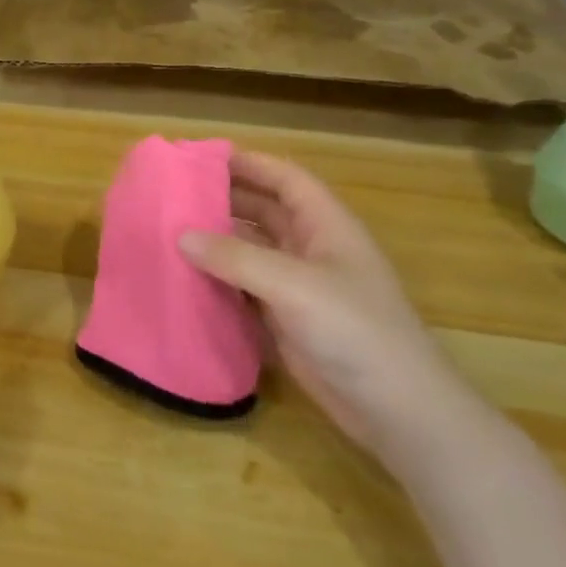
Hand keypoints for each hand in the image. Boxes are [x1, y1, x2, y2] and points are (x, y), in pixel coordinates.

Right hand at [178, 150, 494, 472]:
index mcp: (327, 227)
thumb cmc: (354, 331)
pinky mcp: (288, 320)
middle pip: (266, 211)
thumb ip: (236, 258)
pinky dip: (220, 279)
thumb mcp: (294, 285)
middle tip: (175, 194)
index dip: (249, 163)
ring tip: (170, 231)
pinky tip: (188, 278)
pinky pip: (247, 288)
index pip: (286, 180)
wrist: (395, 409)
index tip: (202, 157)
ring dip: (218, 241)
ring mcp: (300, 287)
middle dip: (226, 199)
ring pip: (253, 250)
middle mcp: (313, 249)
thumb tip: (181, 236)